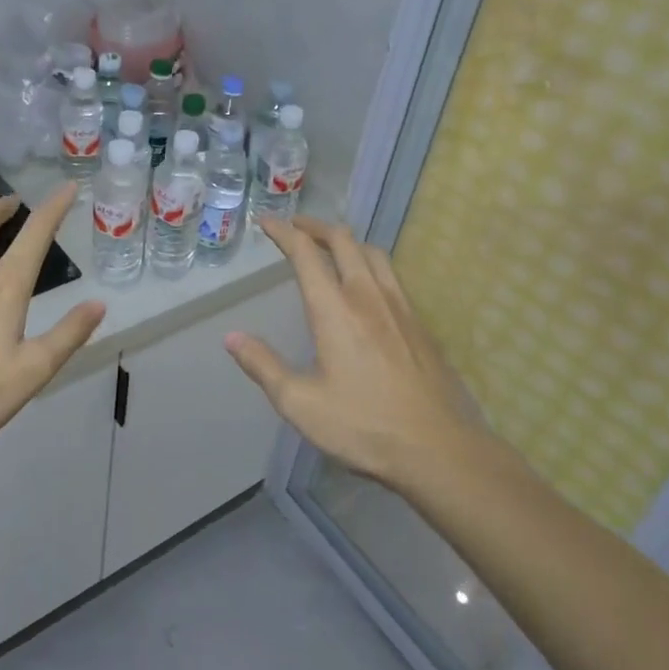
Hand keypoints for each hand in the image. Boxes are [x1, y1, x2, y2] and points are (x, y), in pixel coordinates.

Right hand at [226, 216, 480, 481]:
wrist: (436, 448)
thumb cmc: (363, 426)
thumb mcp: (300, 403)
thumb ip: (264, 366)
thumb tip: (232, 337)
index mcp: (335, 310)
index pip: (306, 254)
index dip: (283, 232)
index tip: (266, 222)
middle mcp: (368, 296)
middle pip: (343, 241)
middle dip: (315, 227)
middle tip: (296, 229)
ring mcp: (400, 307)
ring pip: (373, 253)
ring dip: (347, 241)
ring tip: (331, 248)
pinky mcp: (419, 323)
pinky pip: (391, 275)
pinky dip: (370, 263)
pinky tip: (367, 285)